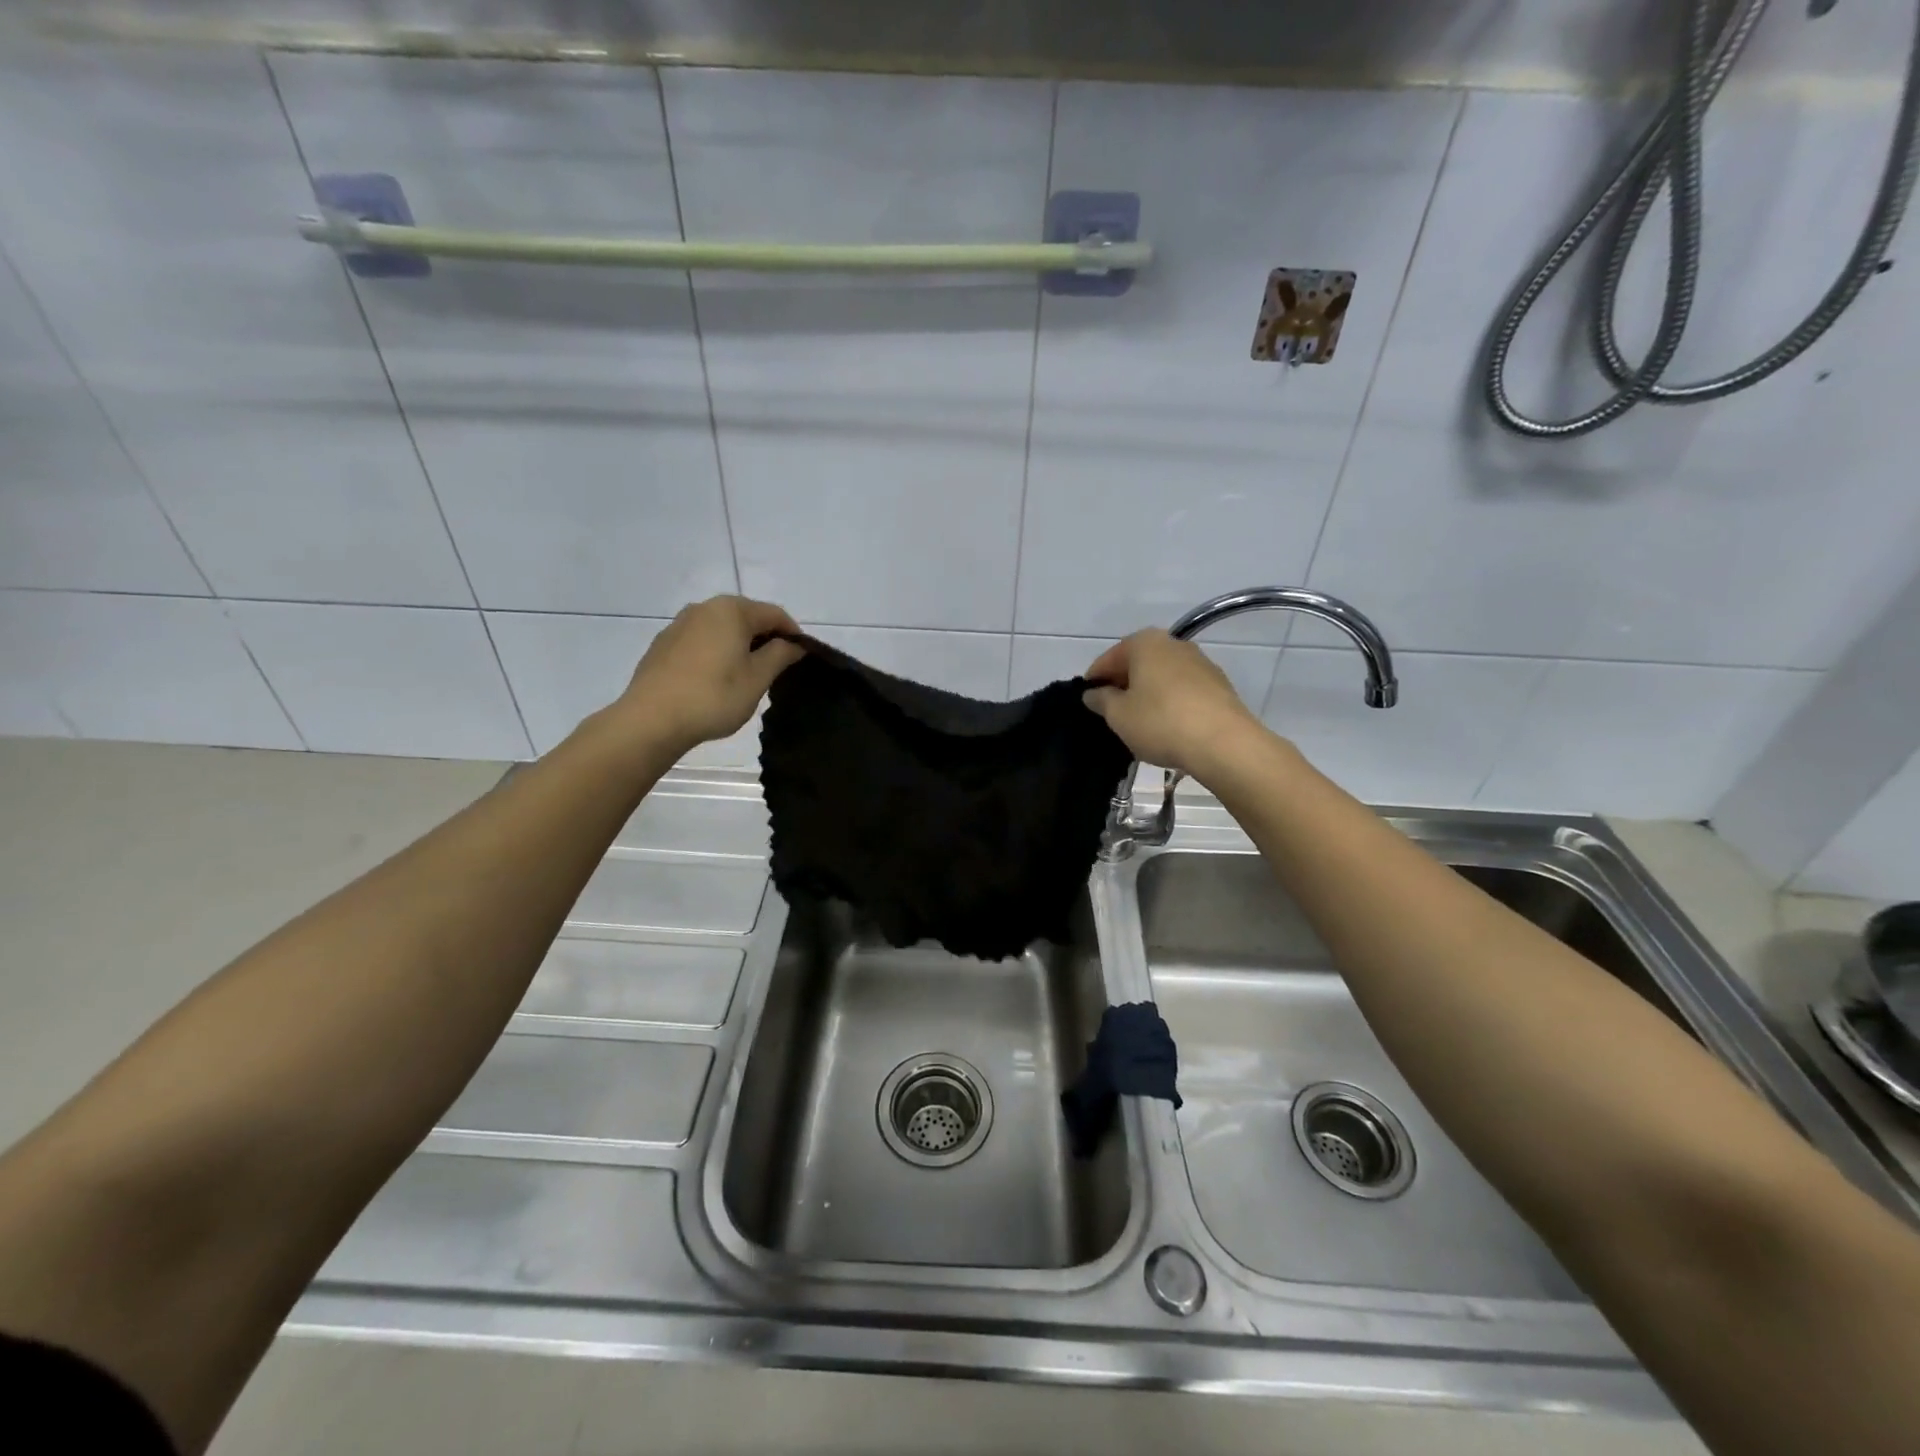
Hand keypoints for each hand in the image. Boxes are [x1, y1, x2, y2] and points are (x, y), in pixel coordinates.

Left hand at [616, 596, 805, 752]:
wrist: (651, 720)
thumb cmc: (713, 697)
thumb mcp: (757, 679)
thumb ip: (780, 655)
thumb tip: (794, 644)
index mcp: (732, 610)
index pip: (775, 614)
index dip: (794, 635)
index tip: (802, 659)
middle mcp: (704, 607)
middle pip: (747, 617)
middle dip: (765, 639)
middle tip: (776, 670)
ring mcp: (679, 624)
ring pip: (722, 629)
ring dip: (739, 646)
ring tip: (746, 677)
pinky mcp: (663, 644)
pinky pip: (701, 641)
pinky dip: (716, 653)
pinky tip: (715, 680)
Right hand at [1081, 630, 1267, 779]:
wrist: (1224, 743)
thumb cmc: (1161, 722)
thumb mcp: (1118, 715)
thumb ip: (1101, 700)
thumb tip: (1093, 693)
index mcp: (1145, 643)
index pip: (1108, 659)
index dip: (1094, 681)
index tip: (1087, 702)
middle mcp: (1173, 644)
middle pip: (1138, 663)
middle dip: (1123, 685)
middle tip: (1111, 713)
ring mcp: (1200, 663)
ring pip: (1162, 676)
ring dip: (1148, 694)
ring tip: (1139, 722)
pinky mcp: (1218, 685)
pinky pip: (1183, 690)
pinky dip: (1170, 702)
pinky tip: (1166, 725)